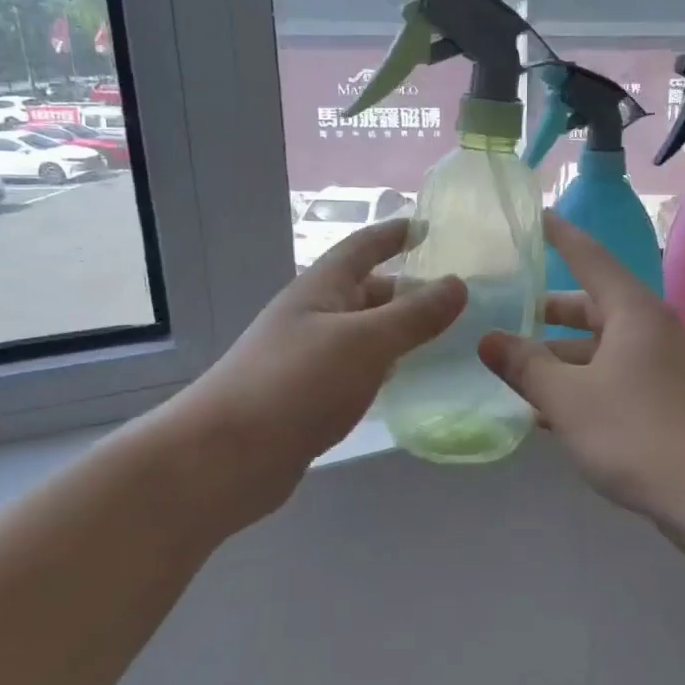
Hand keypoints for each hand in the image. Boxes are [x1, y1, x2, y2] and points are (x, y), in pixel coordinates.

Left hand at [181, 219, 464, 514]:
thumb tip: (458, 284)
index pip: (363, 248)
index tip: (429, 227)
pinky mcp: (307, 397)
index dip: (395, 234)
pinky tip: (403, 380)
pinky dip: (381, 366)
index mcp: (320, 290)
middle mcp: (312, 317)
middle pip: (365, 292)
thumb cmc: (297, 384)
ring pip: (362, 334)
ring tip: (441, 337)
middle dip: (406, 290)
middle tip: (454, 299)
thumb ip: (414, 315)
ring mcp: (307, 359)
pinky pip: (354, 369)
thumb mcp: (365, 342)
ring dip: (396, 330)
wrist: (226, 456)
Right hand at [477, 213, 684, 524]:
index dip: (560, 236)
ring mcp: (661, 367)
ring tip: (513, 368)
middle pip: (591, 307)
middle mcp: (649, 330)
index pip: (589, 257)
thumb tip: (489, 340)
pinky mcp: (665, 402)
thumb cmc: (640, 432)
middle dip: (548, 311)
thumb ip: (526, 367)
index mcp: (631, 312)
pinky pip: (612, 380)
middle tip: (504, 309)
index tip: (535, 215)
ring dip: (559, 357)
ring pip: (599, 349)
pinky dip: (580, 386)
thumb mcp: (570, 399)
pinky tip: (546, 412)